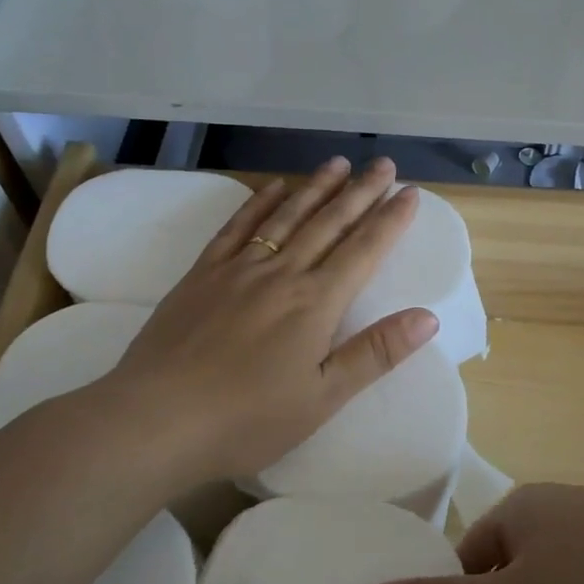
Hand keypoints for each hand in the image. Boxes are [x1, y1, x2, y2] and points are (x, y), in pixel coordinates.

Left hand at [68, 156, 436, 489]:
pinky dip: (259, 204)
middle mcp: (282, 274)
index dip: (390, 220)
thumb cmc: (248, 419)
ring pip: (286, 217)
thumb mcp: (323, 397)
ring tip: (338, 163)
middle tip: (384, 164)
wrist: (155, 420)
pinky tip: (273, 187)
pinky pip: (237, 228)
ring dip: (315, 187)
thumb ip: (375, 353)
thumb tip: (428, 316)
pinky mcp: (202, 275)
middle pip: (329, 223)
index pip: (364, 250)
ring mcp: (238, 269)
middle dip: (360, 192)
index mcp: (316, 303)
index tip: (411, 192)